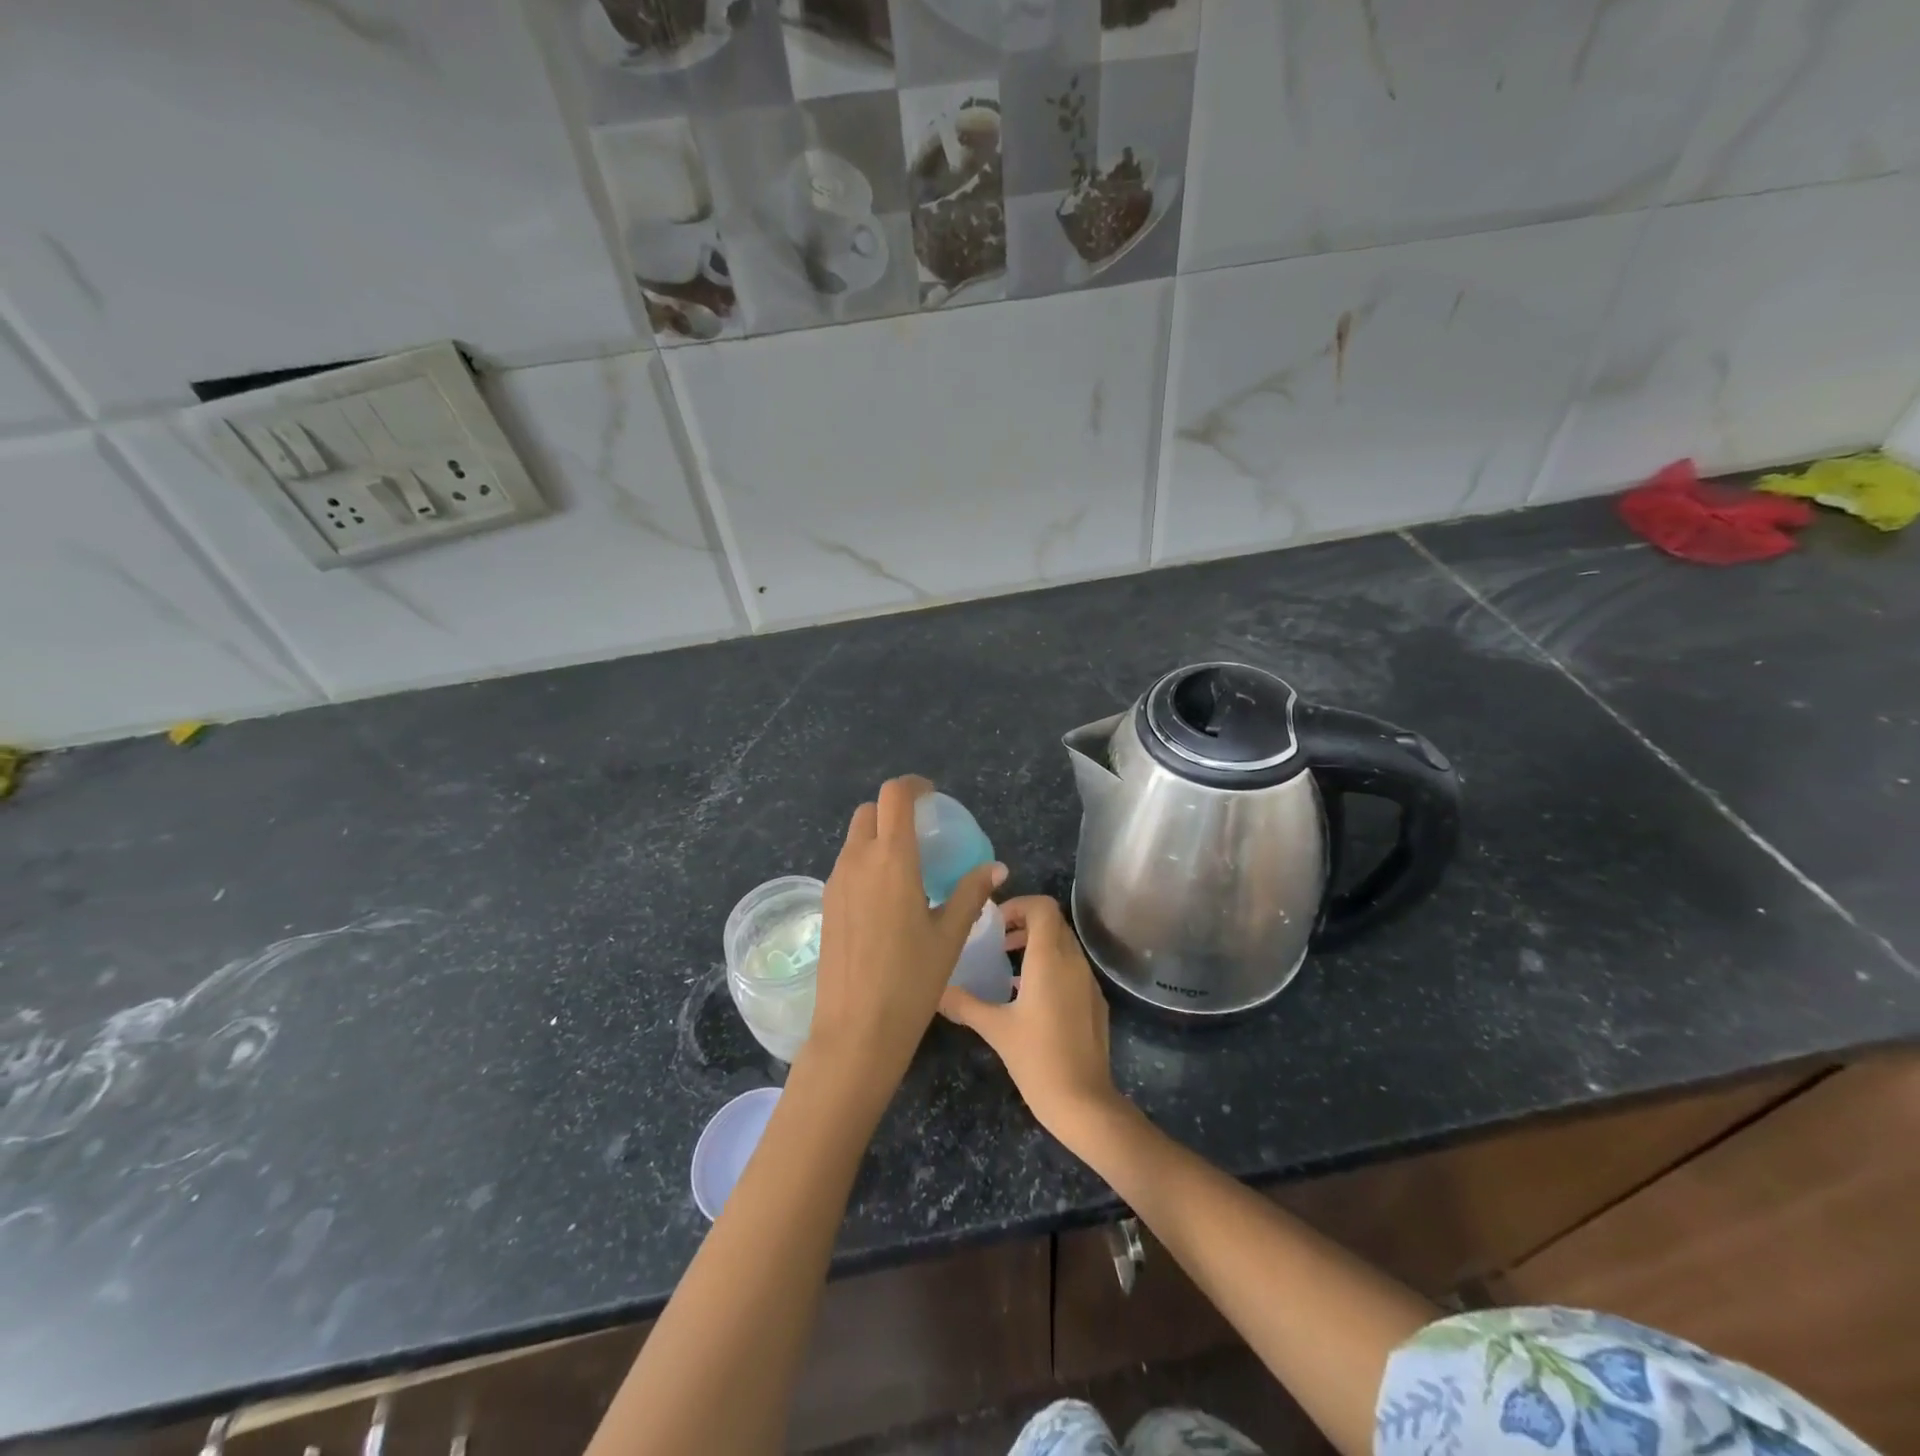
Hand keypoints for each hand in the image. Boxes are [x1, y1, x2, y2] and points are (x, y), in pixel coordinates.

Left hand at [803, 777, 1000, 1099]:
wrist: (856, 1029)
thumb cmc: (911, 980)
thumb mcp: (950, 935)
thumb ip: (971, 893)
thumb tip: (996, 868)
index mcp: (891, 859)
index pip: (894, 796)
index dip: (913, 786)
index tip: (933, 797)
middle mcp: (857, 861)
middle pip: (869, 812)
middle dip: (893, 809)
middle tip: (922, 831)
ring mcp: (836, 883)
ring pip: (855, 839)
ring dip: (878, 837)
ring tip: (908, 867)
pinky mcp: (826, 904)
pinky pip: (846, 866)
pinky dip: (866, 863)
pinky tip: (887, 897)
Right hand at [939, 895, 1125, 1145]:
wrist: (1084, 1102)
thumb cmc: (1037, 1059)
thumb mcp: (995, 1029)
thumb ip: (964, 1004)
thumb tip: (934, 990)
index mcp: (1050, 959)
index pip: (1042, 907)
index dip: (1018, 905)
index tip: (994, 923)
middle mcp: (1073, 962)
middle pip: (1053, 923)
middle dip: (1024, 923)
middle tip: (996, 940)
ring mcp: (1088, 982)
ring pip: (1064, 945)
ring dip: (1037, 945)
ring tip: (1007, 966)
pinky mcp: (1095, 1002)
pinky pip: (1072, 969)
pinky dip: (1051, 967)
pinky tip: (1029, 997)